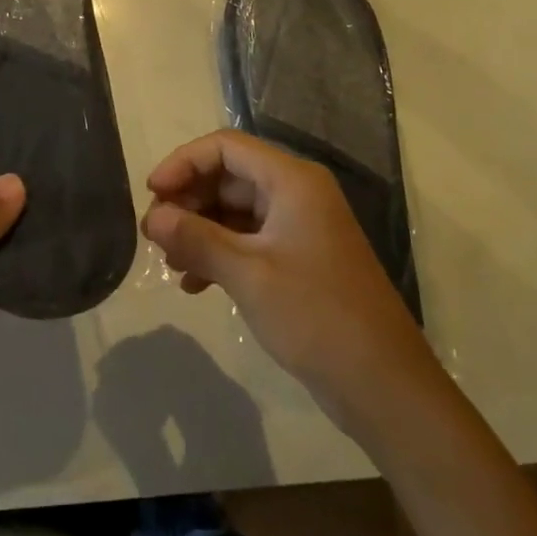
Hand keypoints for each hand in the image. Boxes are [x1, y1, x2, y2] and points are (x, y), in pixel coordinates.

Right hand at [140, 130, 440, 444]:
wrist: (386, 388)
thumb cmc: (317, 317)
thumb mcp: (248, 274)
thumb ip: (196, 239)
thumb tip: (152, 217)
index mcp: (292, 181)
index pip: (225, 147)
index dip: (183, 163)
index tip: (150, 194)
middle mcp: (296, 194)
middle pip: (228, 177)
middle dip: (188, 200)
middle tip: (153, 234)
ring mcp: (299, 227)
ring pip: (234, 210)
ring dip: (199, 230)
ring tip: (168, 261)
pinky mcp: (298, 259)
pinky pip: (248, 240)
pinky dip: (218, 254)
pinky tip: (193, 284)